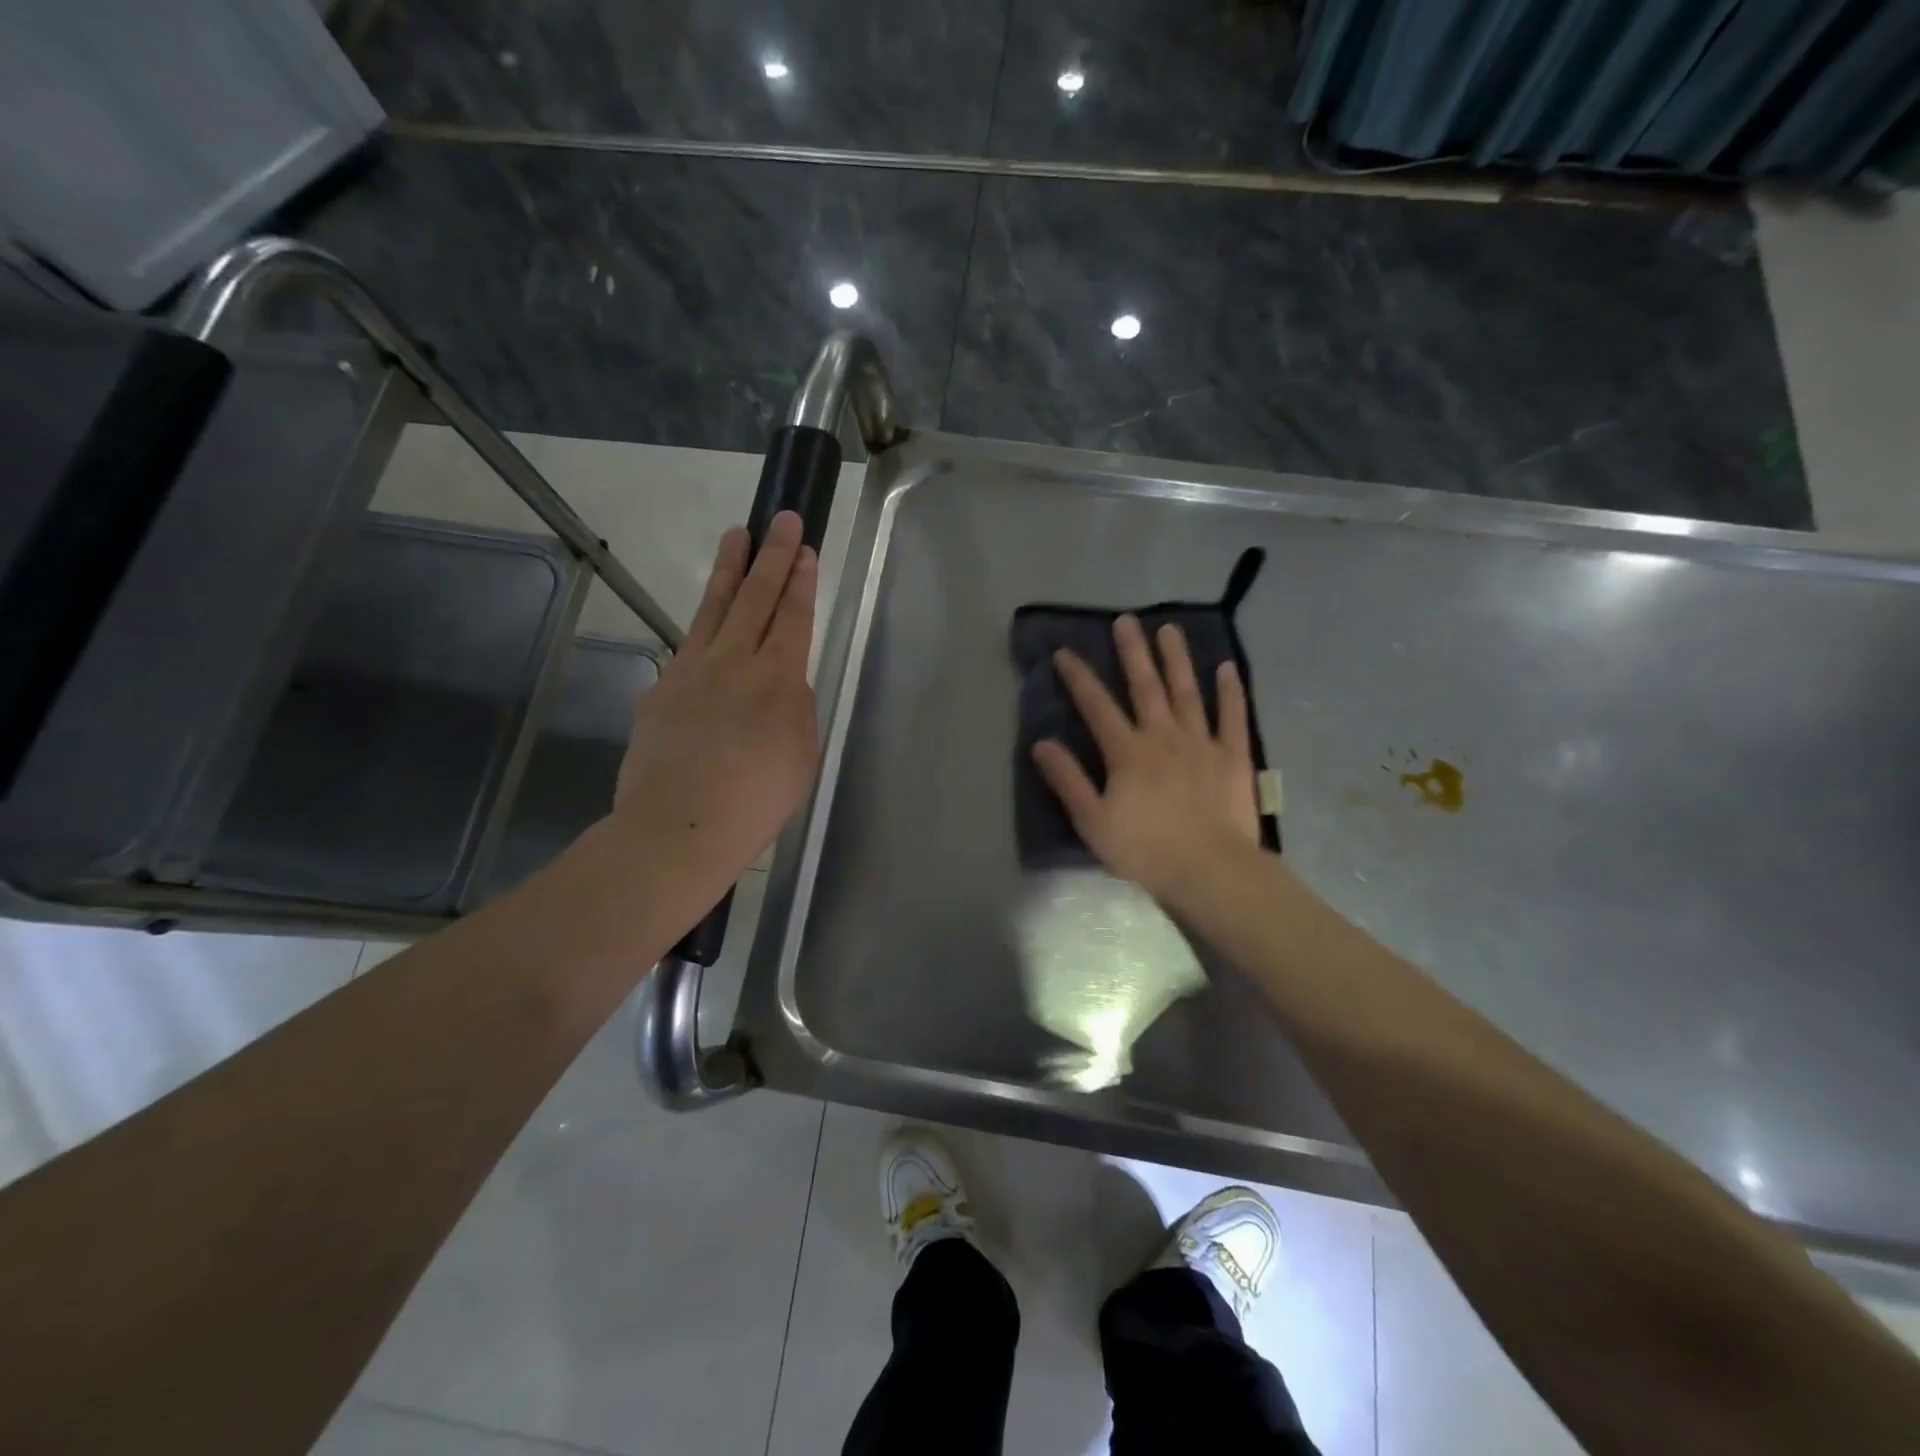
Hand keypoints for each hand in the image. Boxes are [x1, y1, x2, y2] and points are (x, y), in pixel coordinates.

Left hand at [613, 511, 819, 887]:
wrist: (679, 827)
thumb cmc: (755, 801)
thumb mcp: (801, 756)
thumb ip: (796, 708)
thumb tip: (784, 682)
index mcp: (777, 680)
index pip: (792, 617)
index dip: (799, 581)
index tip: (803, 548)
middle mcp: (733, 663)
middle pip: (755, 598)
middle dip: (771, 555)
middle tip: (779, 518)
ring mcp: (691, 671)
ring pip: (714, 608)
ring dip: (729, 570)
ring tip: (736, 535)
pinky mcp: (660, 689)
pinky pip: (687, 648)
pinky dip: (703, 627)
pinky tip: (708, 620)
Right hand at [1032, 615, 1261, 908]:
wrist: (1211, 871)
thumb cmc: (1147, 851)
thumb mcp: (1093, 821)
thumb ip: (1068, 780)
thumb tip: (1042, 744)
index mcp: (1127, 753)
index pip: (1097, 706)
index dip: (1079, 678)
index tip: (1064, 652)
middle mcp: (1163, 736)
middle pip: (1145, 687)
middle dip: (1132, 652)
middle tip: (1126, 620)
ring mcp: (1202, 742)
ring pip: (1187, 692)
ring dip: (1176, 659)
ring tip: (1168, 629)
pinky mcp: (1233, 756)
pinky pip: (1232, 716)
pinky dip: (1230, 691)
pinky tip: (1227, 668)